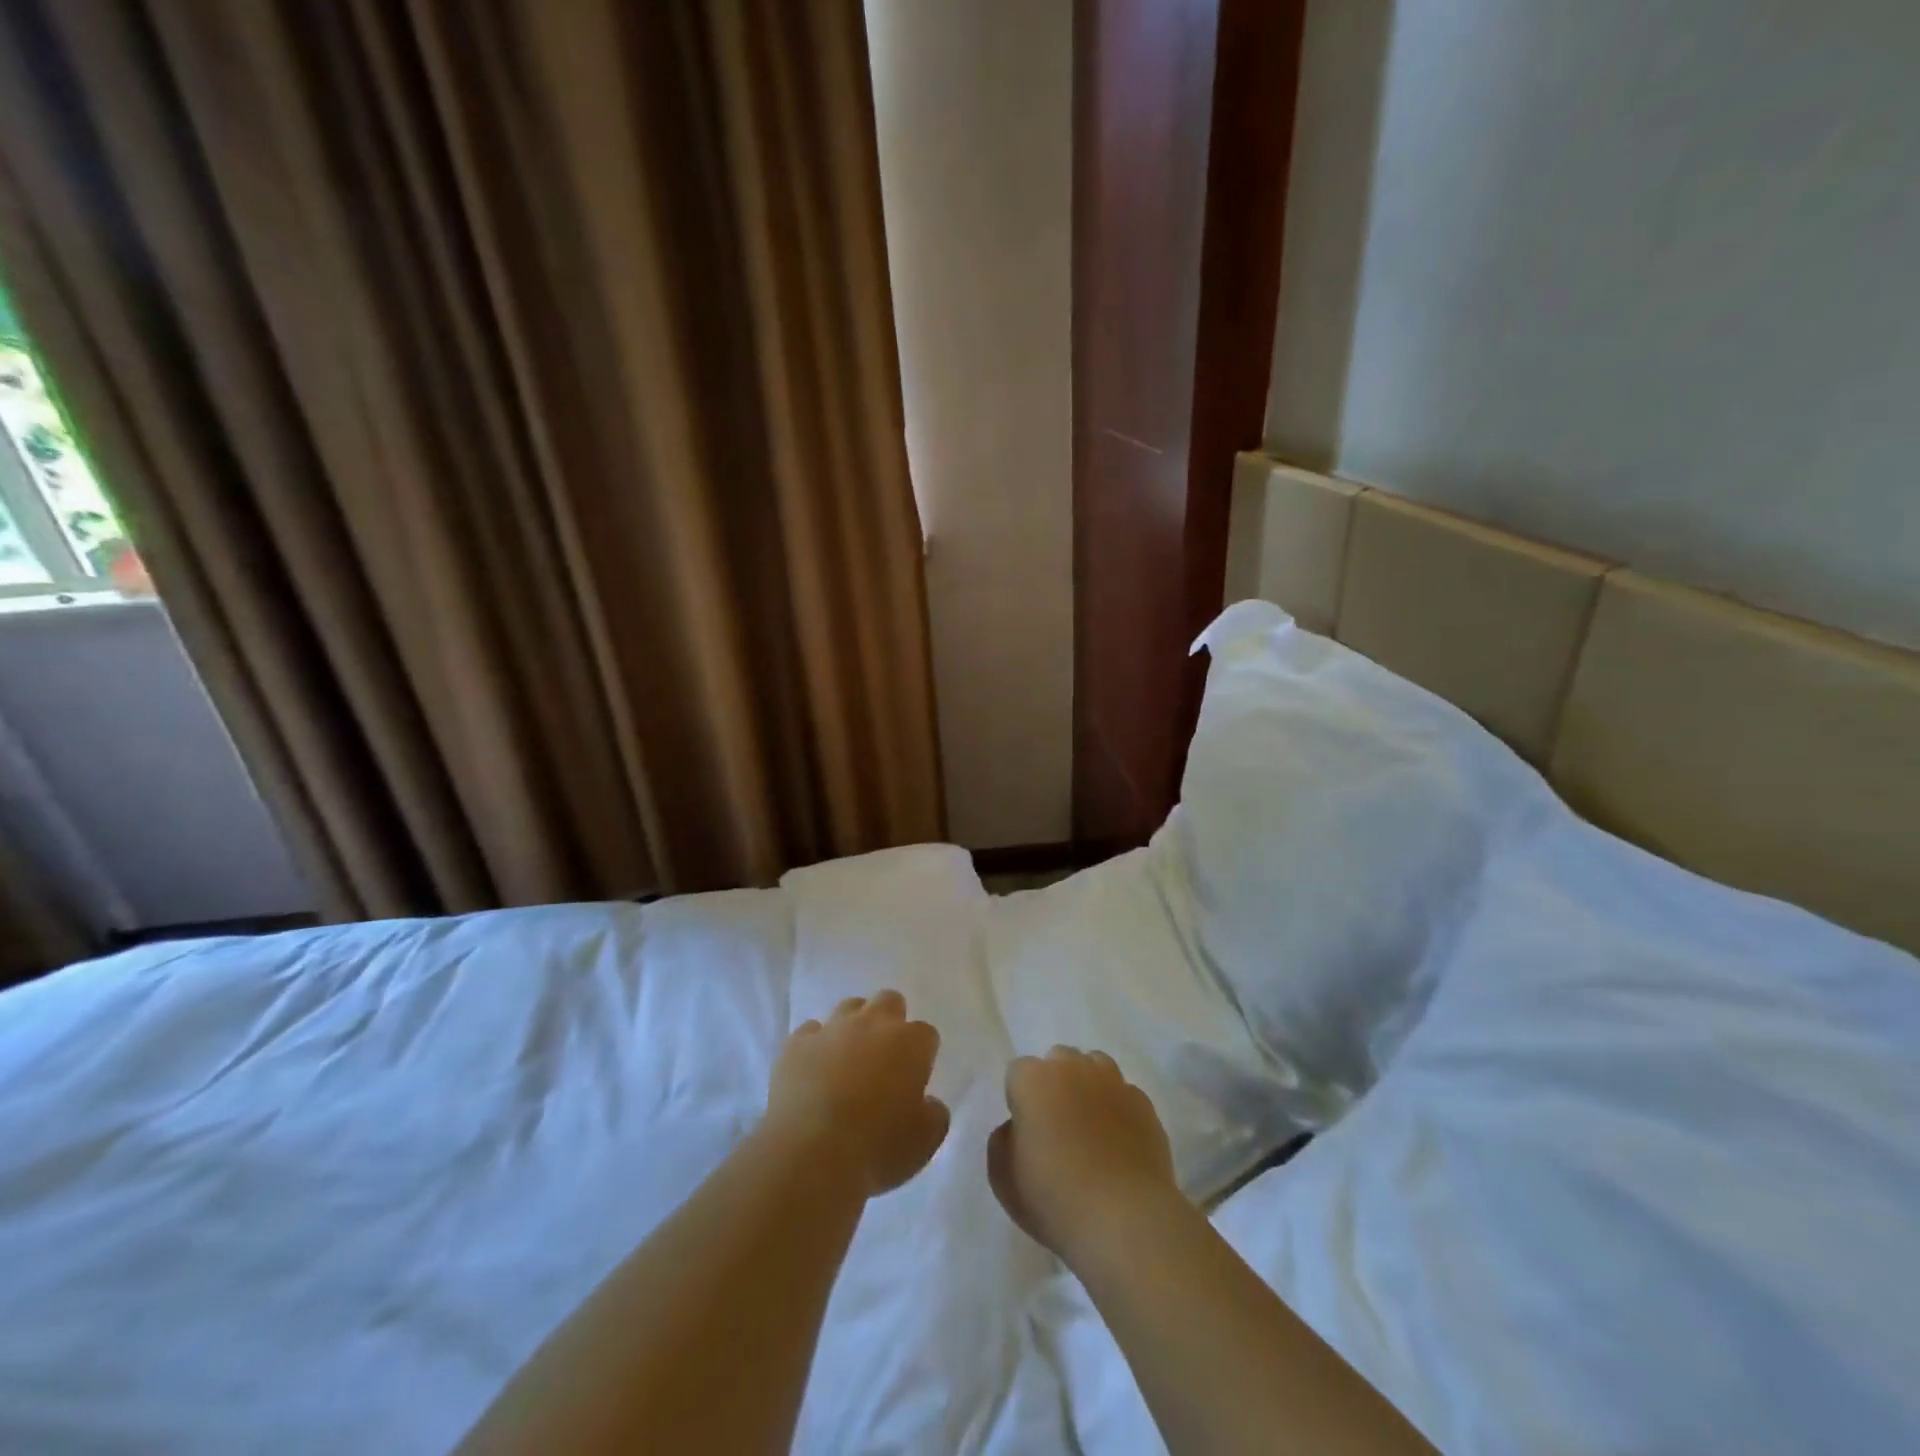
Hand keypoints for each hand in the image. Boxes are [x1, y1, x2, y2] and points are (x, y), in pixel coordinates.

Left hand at [764, 990, 949, 1195]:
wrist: (811, 1153)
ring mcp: (832, 1028)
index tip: (914, 1079)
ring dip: (853, 1027)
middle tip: (884, 1057)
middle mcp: (873, 1023)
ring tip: (847, 1060)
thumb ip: (934, 1115)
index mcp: (910, 1043)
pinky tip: (813, 1069)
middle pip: (889, 1001)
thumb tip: (929, 1104)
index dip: (921, 1055)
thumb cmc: (877, 1147)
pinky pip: (810, 1032)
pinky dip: (815, 1045)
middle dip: (890, 1021)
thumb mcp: (924, 1141)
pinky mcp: (797, 1043)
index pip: (926, 1034)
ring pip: (849, 1007)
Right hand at [987, 1046, 1179, 1262]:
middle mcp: (1073, 1068)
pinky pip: (1124, 1094)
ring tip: (1090, 1126)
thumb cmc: (1054, 1198)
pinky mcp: (1144, 1104)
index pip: (1018, 1072)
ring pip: (1095, 1067)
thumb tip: (1019, 1128)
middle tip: (1056, 1126)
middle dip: (1054, 1083)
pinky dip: (1118, 1109)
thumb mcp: (1003, 1178)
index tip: (1025, 1131)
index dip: (1020, 1099)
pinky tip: (1118, 1143)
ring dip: (1088, 1086)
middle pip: (1059, 1061)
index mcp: (1033, 1079)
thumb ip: (1003, 1140)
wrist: (1125, 1219)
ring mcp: (1113, 1082)